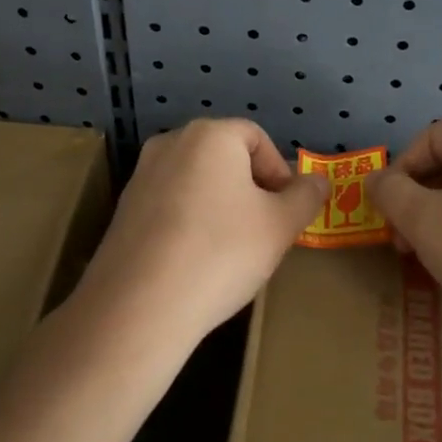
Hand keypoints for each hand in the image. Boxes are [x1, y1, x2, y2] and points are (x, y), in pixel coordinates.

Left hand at [75, 119, 328, 358]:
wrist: (139, 307)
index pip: (257, 138)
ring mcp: (141, 175)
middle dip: (250, 188)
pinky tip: (196, 259)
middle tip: (264, 230)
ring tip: (231, 249)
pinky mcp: (123, 209)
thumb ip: (305, 197)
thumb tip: (317, 181)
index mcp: (209, 135)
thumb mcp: (279, 226)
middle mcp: (170, 143)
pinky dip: (190, 221)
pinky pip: (170, 204)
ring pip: (197, 181)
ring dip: (220, 205)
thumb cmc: (221, 253)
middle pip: (224, 156)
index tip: (286, 212)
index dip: (279, 172)